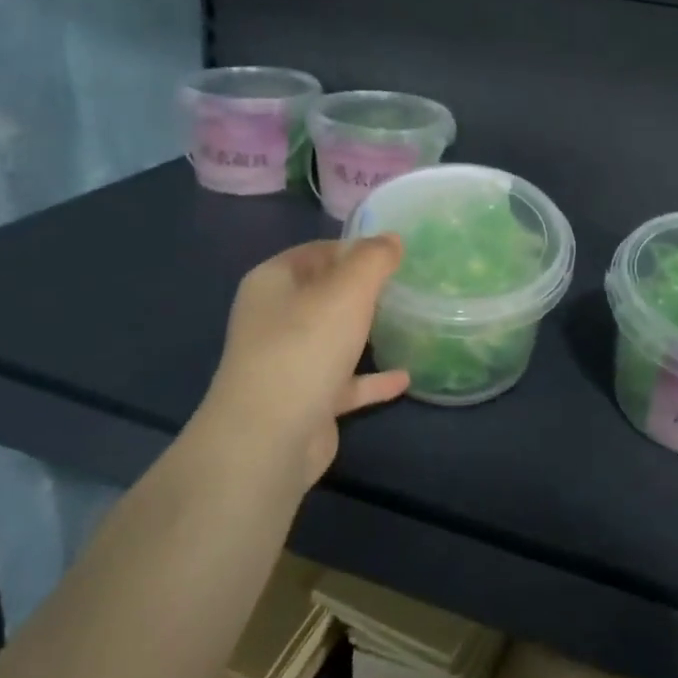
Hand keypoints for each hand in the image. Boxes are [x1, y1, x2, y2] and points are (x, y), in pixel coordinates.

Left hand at [195, 236, 410, 488]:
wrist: (269, 438)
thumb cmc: (305, 347)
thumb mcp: (347, 290)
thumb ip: (373, 259)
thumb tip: (391, 239)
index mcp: (273, 282)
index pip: (318, 251)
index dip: (355, 248)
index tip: (396, 253)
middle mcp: (274, 318)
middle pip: (325, 294)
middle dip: (363, 290)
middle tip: (408, 285)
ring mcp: (287, 362)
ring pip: (333, 338)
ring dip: (366, 333)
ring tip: (408, 323)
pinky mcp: (305, 401)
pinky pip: (344, 382)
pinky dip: (371, 380)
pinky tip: (404, 378)